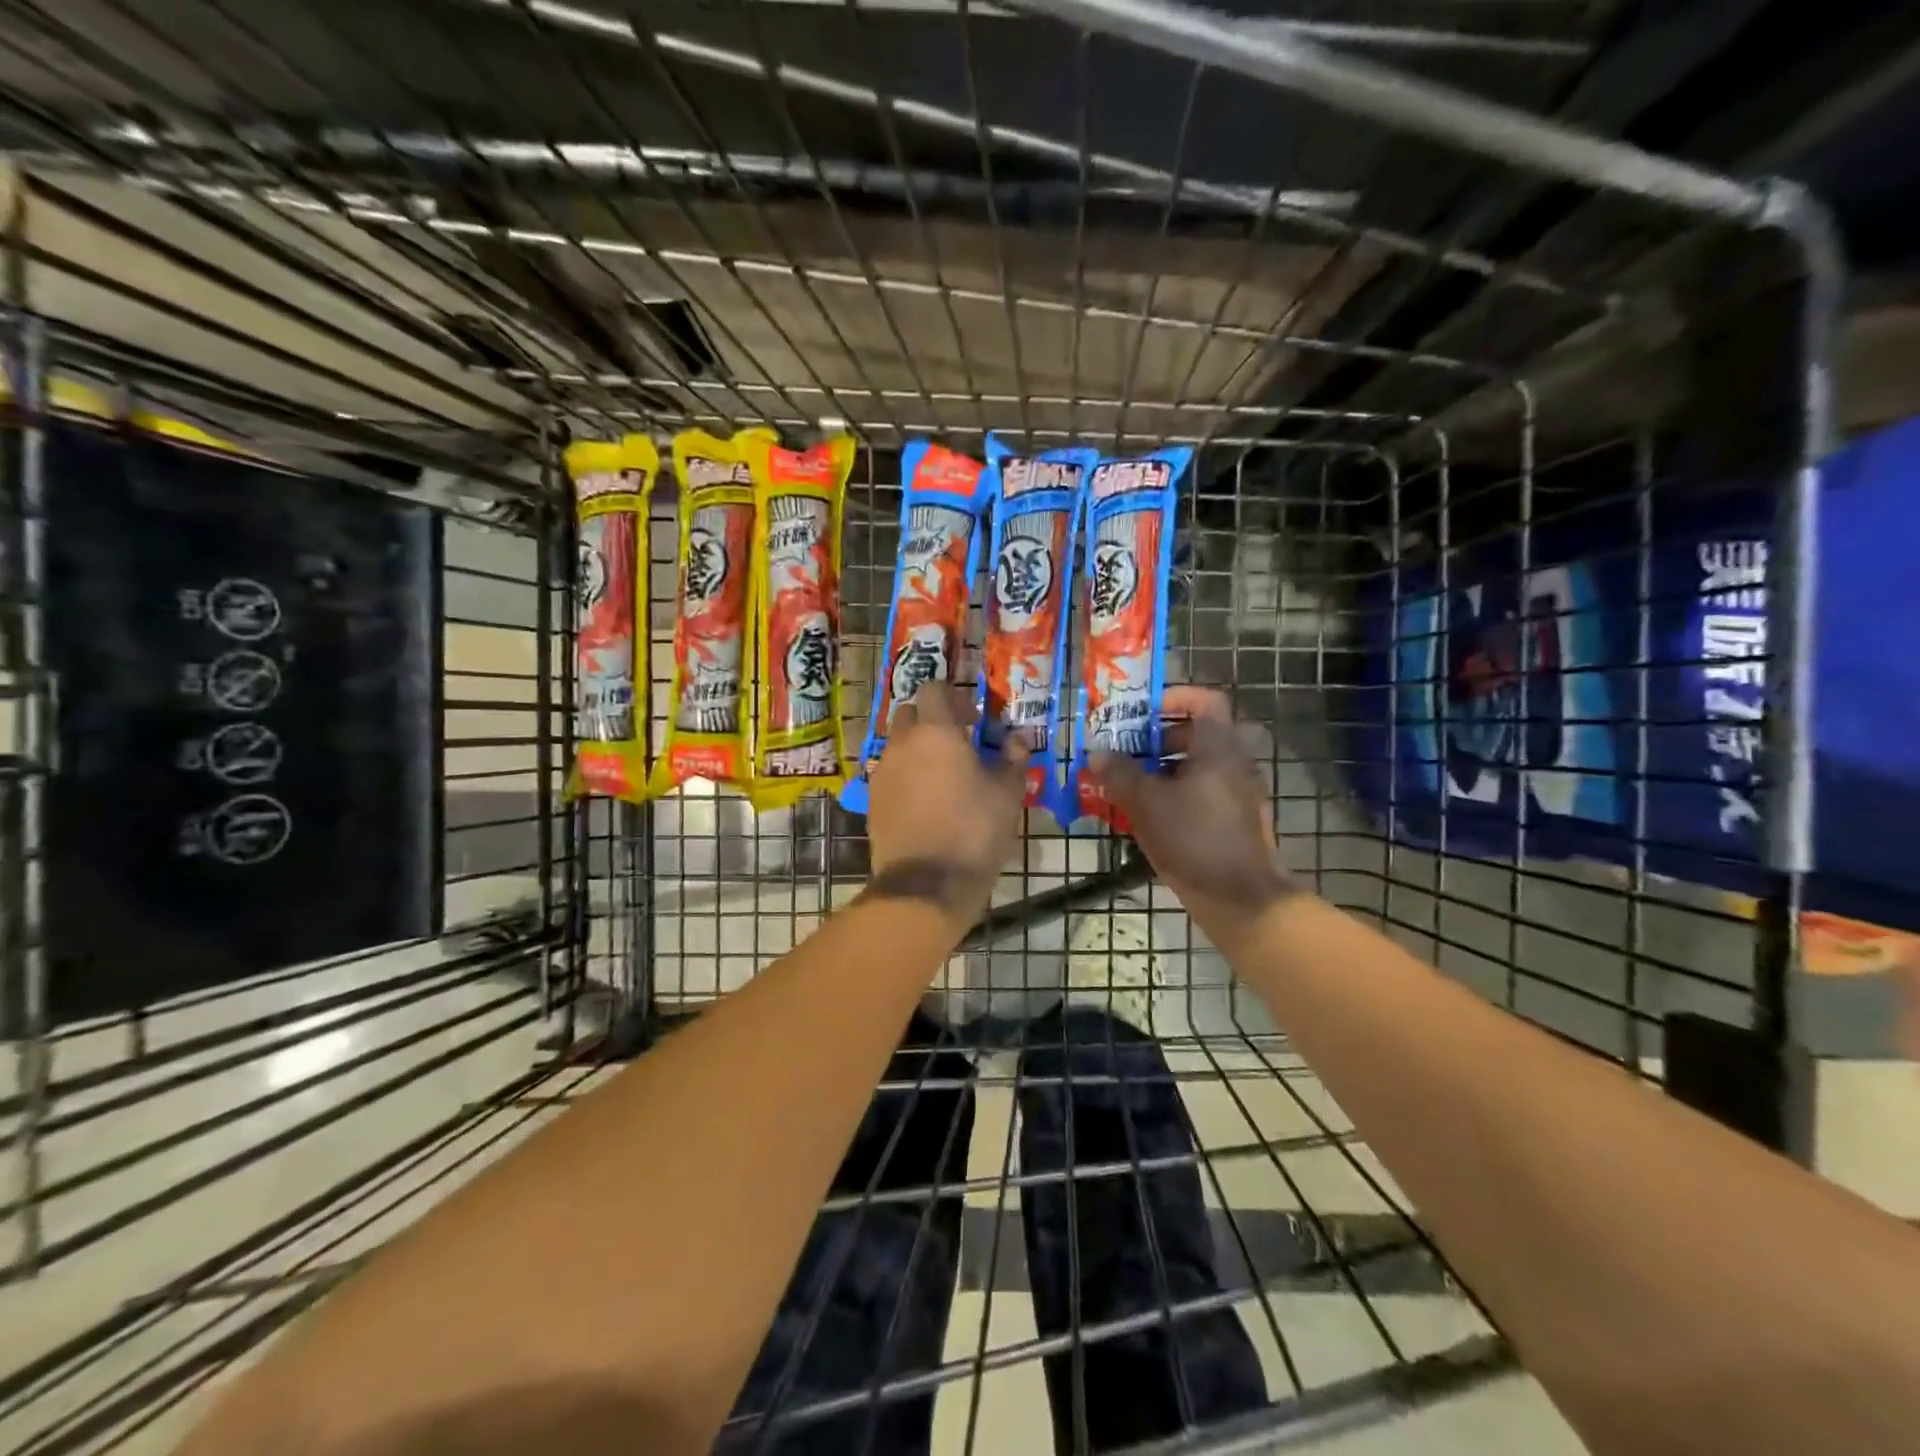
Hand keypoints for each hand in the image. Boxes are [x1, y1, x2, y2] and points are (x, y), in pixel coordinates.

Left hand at [864, 682, 1029, 927]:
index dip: (953, 698)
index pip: (933, 689)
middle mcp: (902, 743)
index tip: (973, 720)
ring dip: (917, 748)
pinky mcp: (871, 798)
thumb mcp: (1008, 795)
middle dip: (931, 720)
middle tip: (958, 743)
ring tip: (943, 775)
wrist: (925, 884)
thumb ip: (1013, 760)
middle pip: (909, 713)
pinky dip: (905, 774)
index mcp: (936, 732)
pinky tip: (925, 799)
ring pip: (897, 743)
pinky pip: (889, 772)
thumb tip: (1016, 741)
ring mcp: (882, 771)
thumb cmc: (974, 831)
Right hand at [1091, 686, 1293, 940]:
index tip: (1143, 711)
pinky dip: (1176, 794)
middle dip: (1158, 738)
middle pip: (1198, 734)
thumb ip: (1119, 773)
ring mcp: (1239, 794)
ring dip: (1163, 768)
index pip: (1206, 701)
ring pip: (1198, 767)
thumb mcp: (1146, 803)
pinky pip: (1203, 793)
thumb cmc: (1193, 839)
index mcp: (1219, 748)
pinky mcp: (1236, 821)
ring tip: (1129, 784)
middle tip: (1126, 749)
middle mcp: (1235, 764)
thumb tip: (1097, 753)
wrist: (1242, 899)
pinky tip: (1148, 817)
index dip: (1174, 697)